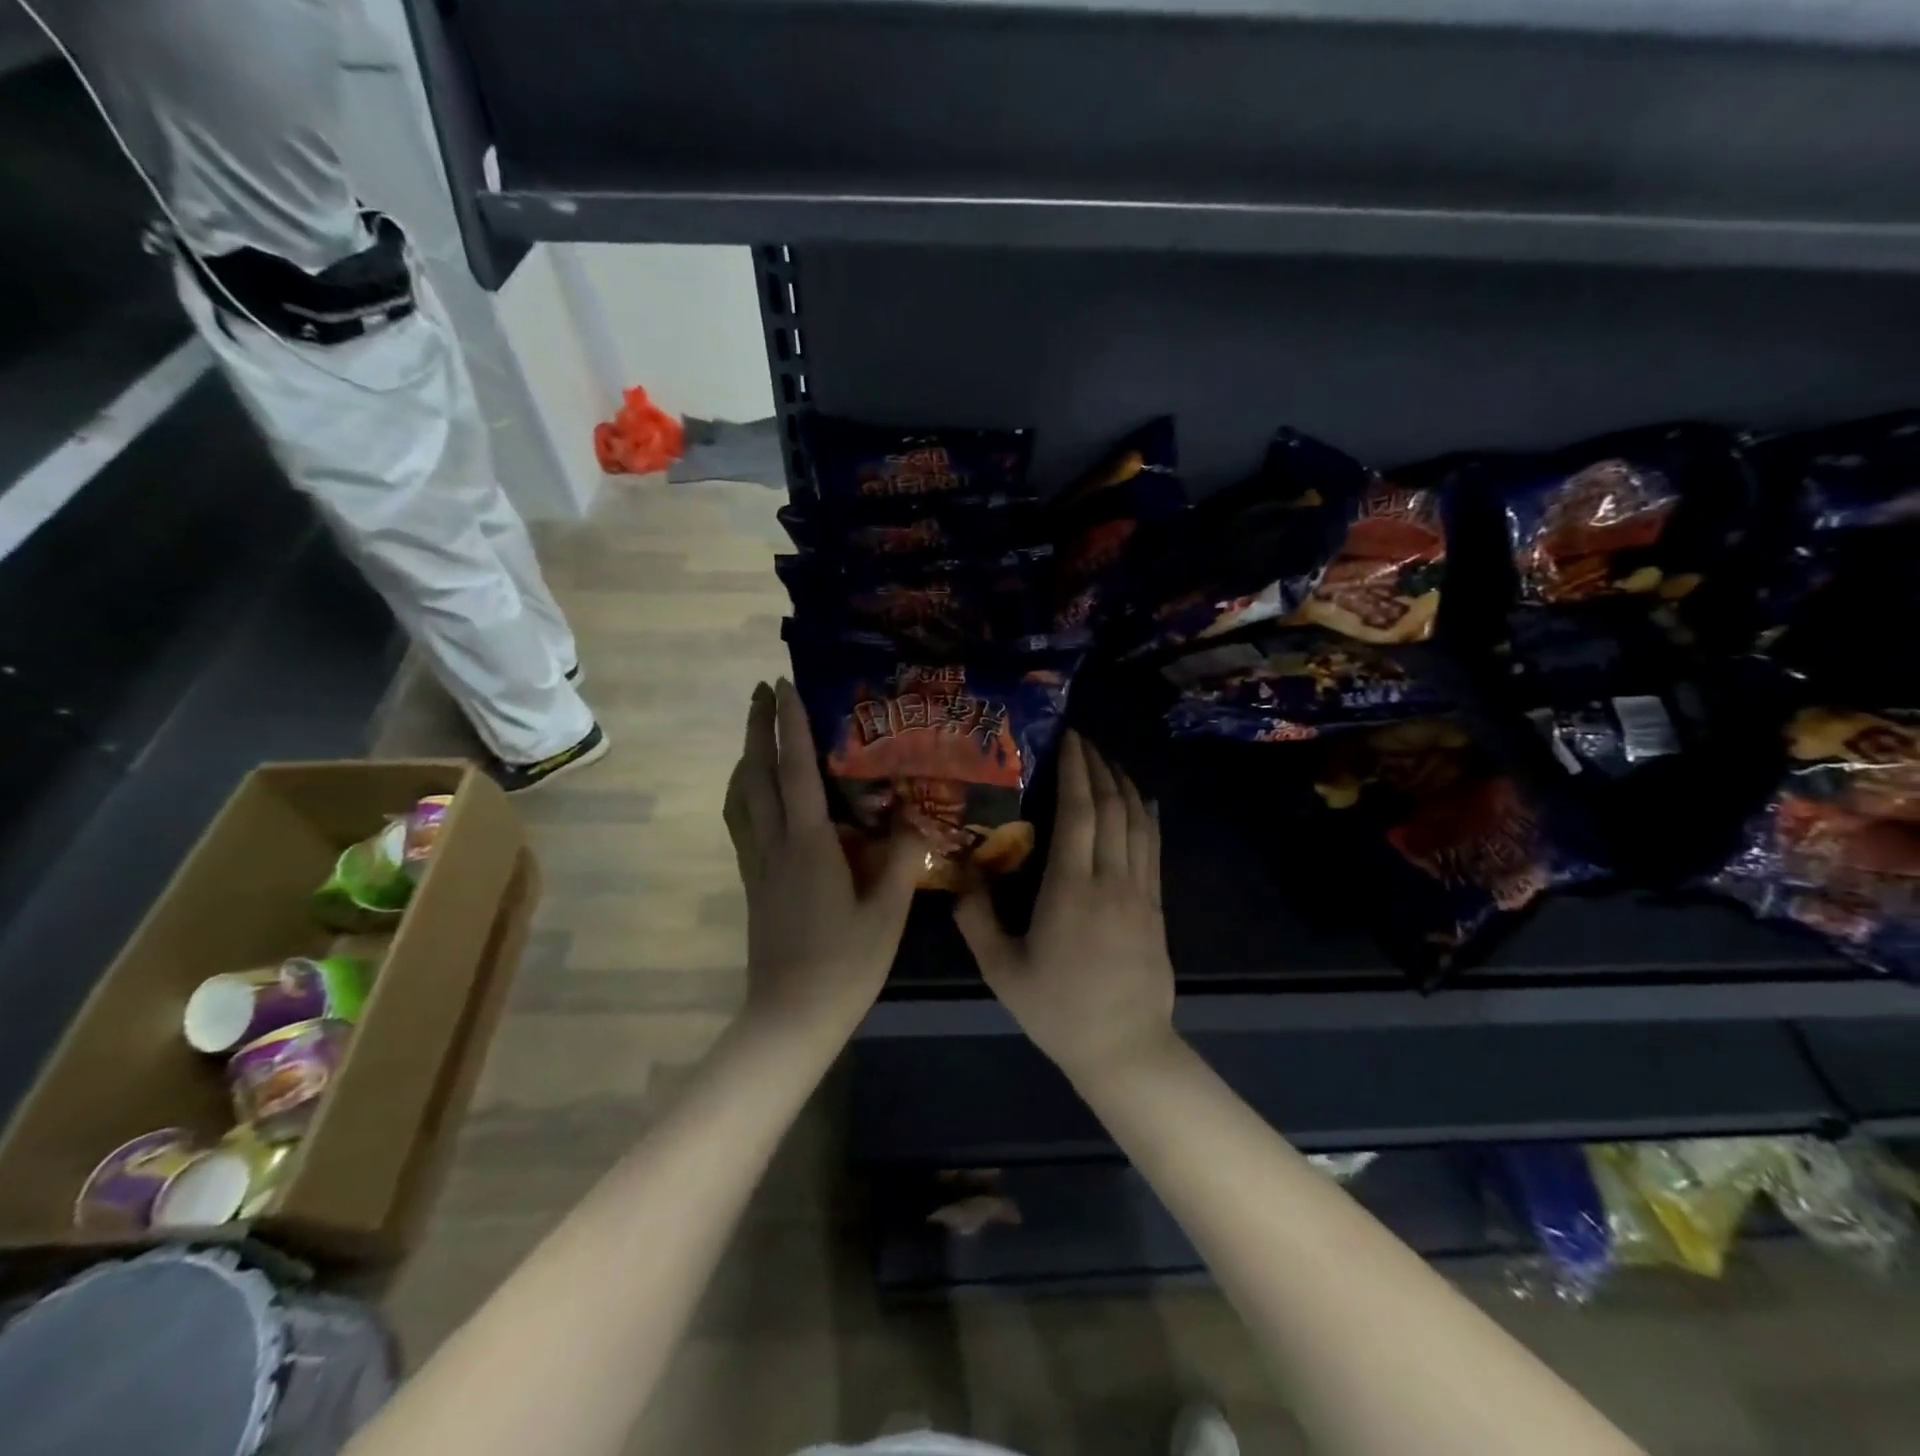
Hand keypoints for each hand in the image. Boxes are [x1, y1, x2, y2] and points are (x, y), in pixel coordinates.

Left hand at [725, 680, 922, 1043]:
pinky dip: (745, 794)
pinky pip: (742, 823)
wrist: (790, 1018)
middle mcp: (775, 846)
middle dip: (758, 729)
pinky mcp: (754, 884)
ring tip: (757, 734)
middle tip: (762, 692)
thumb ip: (902, 859)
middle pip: (756, 775)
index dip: (791, 726)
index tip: (784, 686)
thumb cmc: (844, 966)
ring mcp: (758, 865)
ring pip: (741, 799)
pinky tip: (758, 796)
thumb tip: (915, 816)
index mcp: (808, 845)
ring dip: (745, 758)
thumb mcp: (887, 913)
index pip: (796, 771)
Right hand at [955, 731, 1176, 1086]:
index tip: (1067, 739)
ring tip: (1106, 760)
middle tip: (1081, 739)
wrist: (1124, 1047)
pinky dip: (1146, 815)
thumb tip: (960, 876)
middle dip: (1097, 766)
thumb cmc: (1058, 1009)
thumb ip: (976, 919)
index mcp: (1071, 889)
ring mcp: (1139, 891)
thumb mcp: (1001, 970)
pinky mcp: (1155, 905)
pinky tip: (1140, 800)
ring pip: (1136, 821)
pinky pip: (1153, 847)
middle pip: (1110, 807)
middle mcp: (1110, 879)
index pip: (1078, 812)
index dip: (1075, 770)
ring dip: (1122, 784)